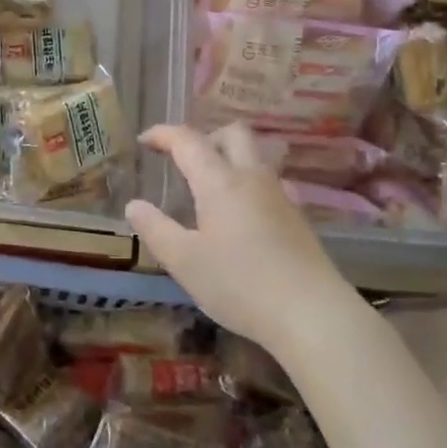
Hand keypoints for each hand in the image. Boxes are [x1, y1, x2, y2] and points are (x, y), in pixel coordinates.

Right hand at [124, 123, 354, 365]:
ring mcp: (280, 195)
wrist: (312, 313)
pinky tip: (238, 216)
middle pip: (232, 133)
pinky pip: (266, 182)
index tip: (144, 140)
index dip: (163, 134)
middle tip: (183, 161)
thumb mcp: (185, 262)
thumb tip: (134, 205)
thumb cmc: (240, 285)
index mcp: (220, 182)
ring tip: (208, 188)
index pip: (188, 140)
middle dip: (204, 137)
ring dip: (229, 158)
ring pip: (254, 156)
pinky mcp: (297, 217)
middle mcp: (252, 177)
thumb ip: (156, 229)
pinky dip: (245, 183)